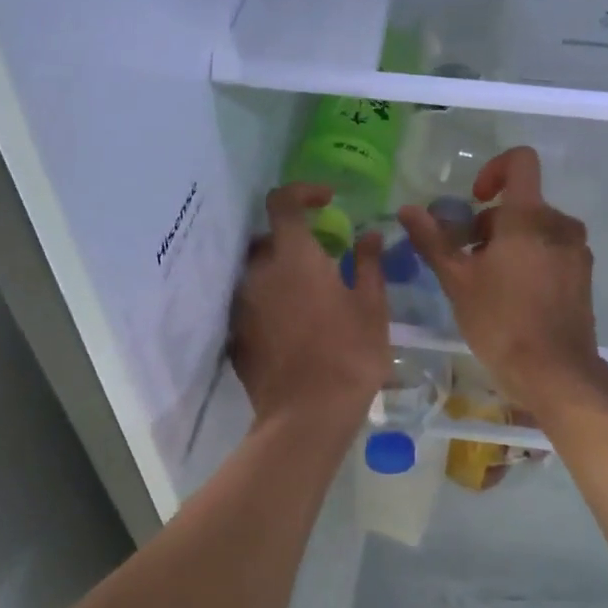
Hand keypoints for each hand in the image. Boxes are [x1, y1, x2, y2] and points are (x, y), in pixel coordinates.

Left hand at [229, 183, 391, 424]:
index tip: (327, 200)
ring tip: (312, 295)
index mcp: (294, 256)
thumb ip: (368, 263)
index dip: (303, 191)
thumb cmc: (349, 354)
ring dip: (282, 272)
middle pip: (268, 237)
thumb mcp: (371, 306)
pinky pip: (253, 302)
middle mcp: (259, 272)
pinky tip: (296, 325)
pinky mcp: (237, 333)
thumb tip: (370, 235)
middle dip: (294, 238)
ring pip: (258, 271)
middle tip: (324, 257)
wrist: (307, 415)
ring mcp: (243, 304)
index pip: (283, 201)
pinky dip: (271, 301)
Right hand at [399, 147, 607, 419]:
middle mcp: (560, 224)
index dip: (493, 169)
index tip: (474, 200)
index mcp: (530, 217)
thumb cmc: (500, 322)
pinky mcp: (583, 275)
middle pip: (521, 203)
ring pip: (536, 228)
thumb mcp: (457, 280)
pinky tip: (512, 296)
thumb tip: (408, 209)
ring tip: (487, 281)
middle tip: (466, 259)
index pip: (520, 161)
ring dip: (508, 242)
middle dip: (490, 223)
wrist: (556, 373)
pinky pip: (552, 250)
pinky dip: (530, 258)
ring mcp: (576, 251)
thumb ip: (433, 240)